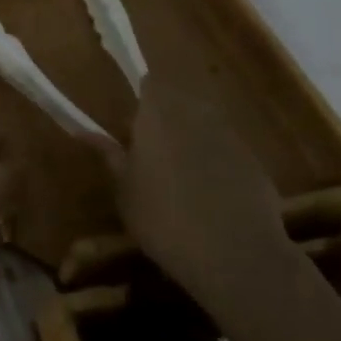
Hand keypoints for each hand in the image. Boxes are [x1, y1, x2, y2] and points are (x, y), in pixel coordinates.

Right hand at [111, 73, 295, 319]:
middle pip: (179, 103)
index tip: (131, 125)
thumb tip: (84, 131)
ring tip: (180, 178)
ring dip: (192, 141)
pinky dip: (217, 165)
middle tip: (151, 154)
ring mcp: (231, 137)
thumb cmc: (163, 219)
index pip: (149, 84)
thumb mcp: (124, 191)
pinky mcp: (256, 164)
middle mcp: (196, 114)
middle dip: (165, 120)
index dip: (141, 99)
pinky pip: (228, 153)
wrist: (236, 256)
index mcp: (158, 114)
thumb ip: (110, 156)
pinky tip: (211, 199)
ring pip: (205, 127)